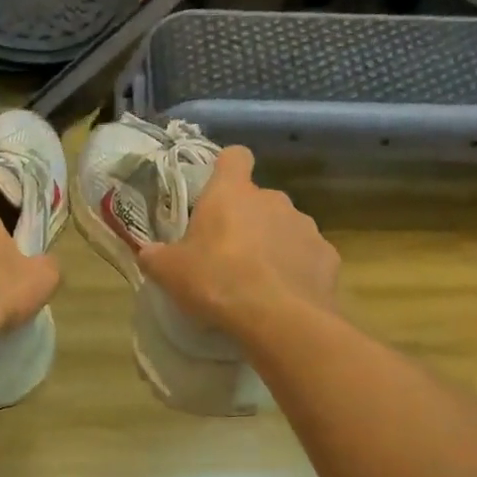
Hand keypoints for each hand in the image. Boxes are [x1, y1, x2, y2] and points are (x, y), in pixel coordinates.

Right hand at [137, 147, 338, 333]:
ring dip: (271, 244)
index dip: (226, 169)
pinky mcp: (327, 255)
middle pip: (257, 199)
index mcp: (232, 194)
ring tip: (257, 280)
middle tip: (226, 254)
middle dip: (245, 219)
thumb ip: (156, 256)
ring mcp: (305, 225)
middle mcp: (272, 199)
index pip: (234, 157)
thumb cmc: (216, 282)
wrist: (279, 319)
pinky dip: (296, 269)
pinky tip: (284, 295)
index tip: (217, 190)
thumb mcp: (170, 272)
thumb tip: (149, 253)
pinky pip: (306, 255)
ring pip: (284, 226)